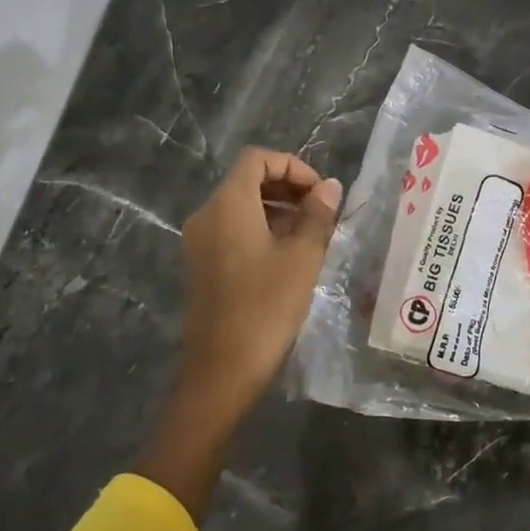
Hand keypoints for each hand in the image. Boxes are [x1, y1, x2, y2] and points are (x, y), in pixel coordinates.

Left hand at [177, 147, 341, 412]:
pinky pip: (232, 230)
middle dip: (287, 187)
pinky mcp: (202, 265)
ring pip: (241, 206)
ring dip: (277, 209)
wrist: (221, 371)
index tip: (320, 192)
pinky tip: (288, 256)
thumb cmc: (265, 307)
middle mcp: (207, 215)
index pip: (257, 159)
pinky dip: (261, 229)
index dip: (293, 166)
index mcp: (227, 205)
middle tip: (321, 211)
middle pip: (247, 180)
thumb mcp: (302, 258)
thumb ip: (317, 215)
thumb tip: (330, 186)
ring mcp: (199, 242)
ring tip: (311, 233)